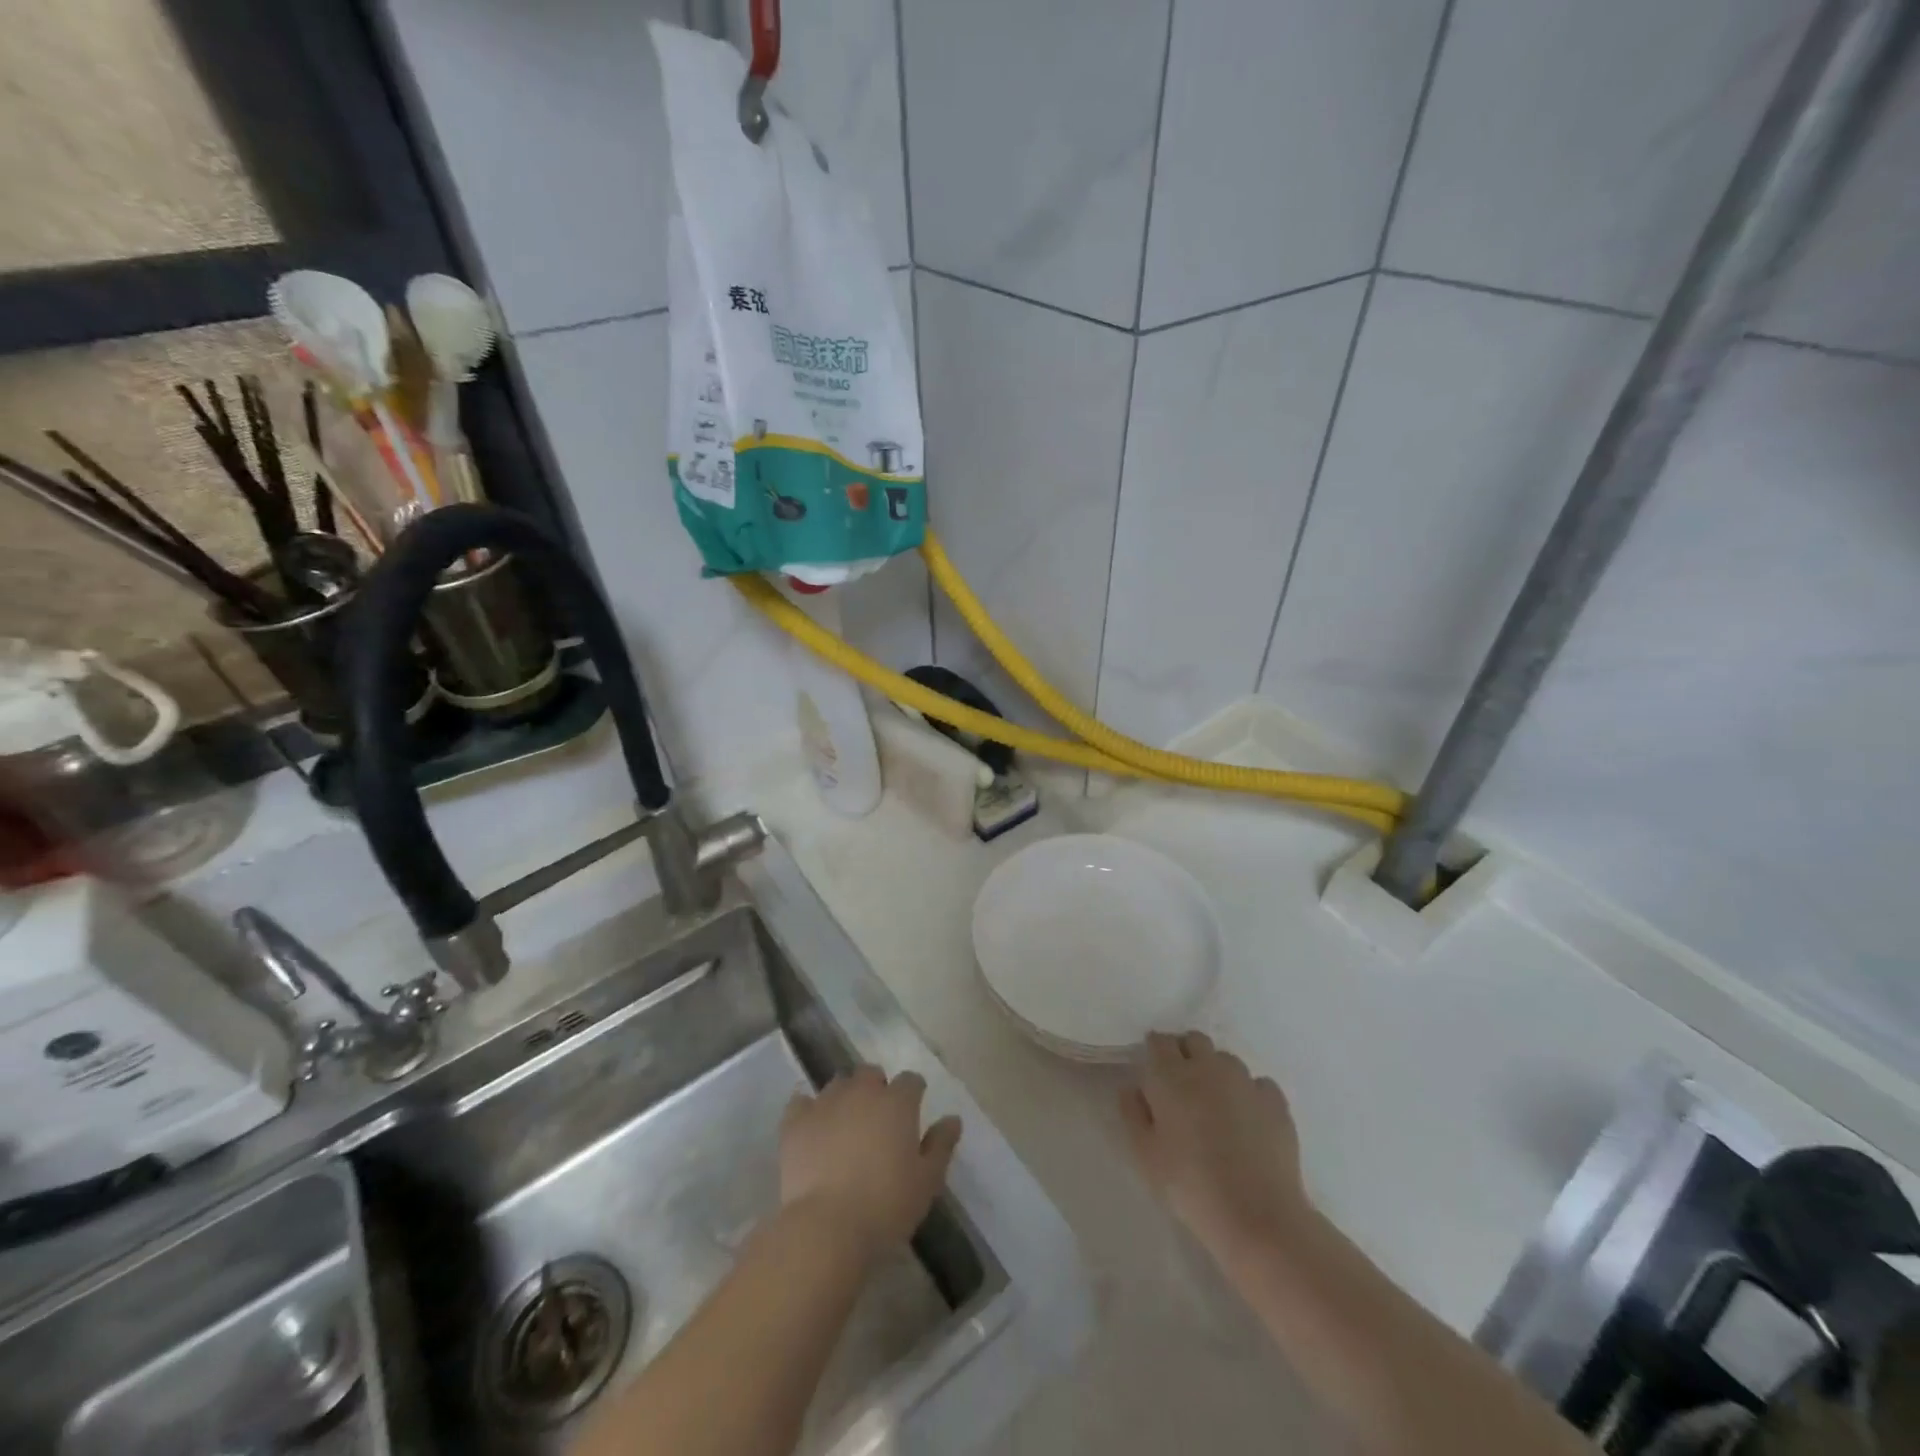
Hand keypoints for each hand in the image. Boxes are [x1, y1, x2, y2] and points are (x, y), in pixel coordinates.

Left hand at [780, 1065, 962, 1257]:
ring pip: (838, 1084)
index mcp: (897, 1102)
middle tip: (878, 1120)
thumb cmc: (886, 1205)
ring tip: (845, 1124)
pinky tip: (811, 1125)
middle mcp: (862, 1092)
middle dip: (876, 1088)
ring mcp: (826, 1102)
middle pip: (871, 1074)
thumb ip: (941, 1145)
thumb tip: (953, 1119)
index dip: (913, 1093)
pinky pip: (801, 1101)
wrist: (827, 1227)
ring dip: (845, 1096)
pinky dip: (807, 1109)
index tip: (913, 1112)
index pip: (911, 1081)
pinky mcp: (796, 1121)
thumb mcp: (927, 1181)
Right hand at [1121, 1031, 1307, 1258]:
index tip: (1153, 1073)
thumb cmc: (1189, 1185)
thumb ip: (1132, 1112)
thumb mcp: (1145, 1154)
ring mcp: (1245, 1081)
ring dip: (1216, 1072)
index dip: (1154, 1052)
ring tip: (1215, 1107)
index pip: (1159, 1041)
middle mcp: (1208, 1067)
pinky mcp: (1276, 1101)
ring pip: (1226, 1060)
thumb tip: (1132, 1087)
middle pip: (1194, 1040)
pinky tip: (1247, 1121)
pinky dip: (1248, 1094)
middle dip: (1185, 1053)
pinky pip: (1257, 1084)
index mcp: (1171, 1075)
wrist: (1256, 1216)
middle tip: (1181, 1087)